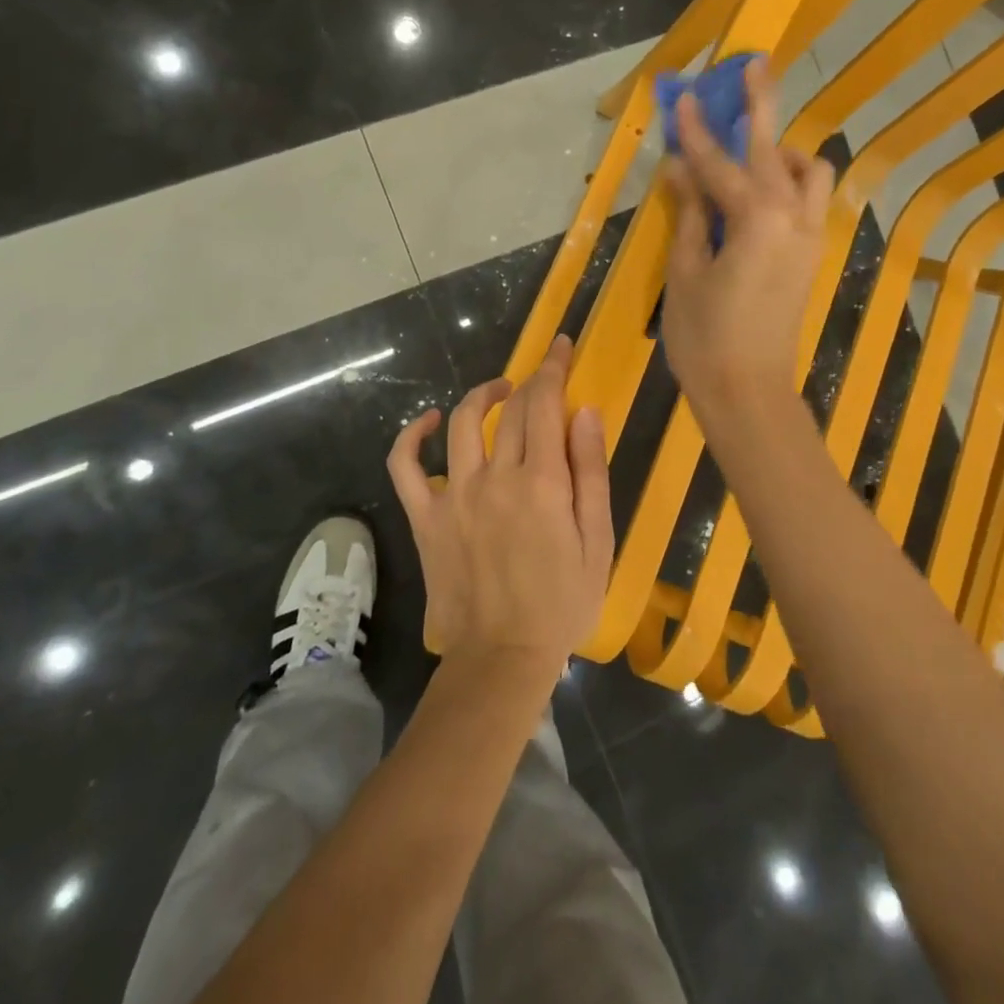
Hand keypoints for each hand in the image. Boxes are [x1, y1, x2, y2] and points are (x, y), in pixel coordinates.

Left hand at [386, 336, 612, 677]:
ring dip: (480, 396)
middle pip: (509, 410)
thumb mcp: (597, 540)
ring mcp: (454, 496)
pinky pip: (405, 467)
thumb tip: (584, 411)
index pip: (545, 404)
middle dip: (530, 381)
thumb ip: (591, 471)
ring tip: (500, 392)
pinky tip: (429, 422)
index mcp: (542, 482)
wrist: (502, 657)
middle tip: (543, 377)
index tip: (561, 347)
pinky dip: (412, 437)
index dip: (554, 369)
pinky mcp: (424, 518)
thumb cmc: (563, 602)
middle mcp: (495, 477)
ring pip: (461, 423)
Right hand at [660, 59, 833, 426]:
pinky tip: (761, 193)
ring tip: (751, 155)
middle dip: (761, 105)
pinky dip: (791, 183)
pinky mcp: (813, 255)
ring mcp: (809, 236)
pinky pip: (811, 201)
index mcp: (754, 218)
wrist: (749, 392)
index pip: (717, 163)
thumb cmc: (705, 337)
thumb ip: (689, 213)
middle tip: (753, 65)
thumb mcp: (686, 271)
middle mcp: (792, 217)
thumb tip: (679, 169)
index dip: (696, 130)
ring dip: (782, 152)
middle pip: (774, 149)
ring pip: (810, 173)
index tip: (683, 95)